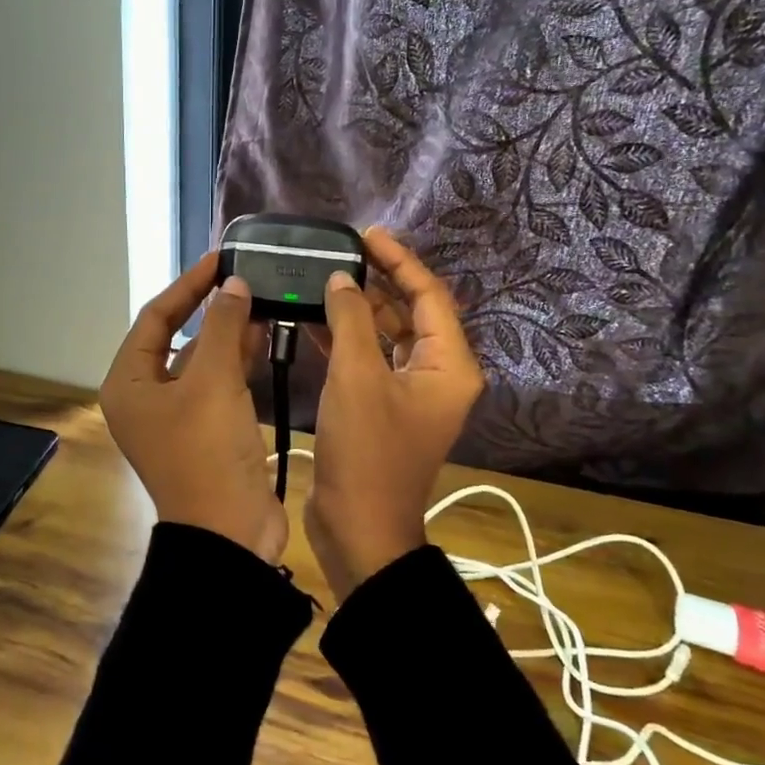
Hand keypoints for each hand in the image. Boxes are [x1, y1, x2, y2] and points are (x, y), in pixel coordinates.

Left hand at [101, 253, 287, 563]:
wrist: (229, 533)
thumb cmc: (208, 452)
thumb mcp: (212, 381)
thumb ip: (222, 326)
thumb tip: (233, 285)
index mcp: (129, 383)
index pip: (156, 317)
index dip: (188, 285)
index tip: (221, 260)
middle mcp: (145, 397)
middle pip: (177, 337)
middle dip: (211, 309)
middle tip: (245, 279)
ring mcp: (176, 416)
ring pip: (201, 360)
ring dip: (228, 334)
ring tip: (262, 302)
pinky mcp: (205, 431)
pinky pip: (218, 384)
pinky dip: (237, 362)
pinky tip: (264, 338)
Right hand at [304, 227, 483, 602]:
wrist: (359, 528)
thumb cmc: (367, 452)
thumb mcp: (357, 378)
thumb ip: (351, 321)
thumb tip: (342, 281)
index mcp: (448, 365)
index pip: (430, 296)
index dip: (400, 261)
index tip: (368, 235)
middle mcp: (437, 374)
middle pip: (411, 313)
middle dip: (379, 282)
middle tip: (343, 253)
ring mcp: (410, 393)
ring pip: (388, 336)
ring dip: (360, 310)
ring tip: (326, 280)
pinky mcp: (384, 408)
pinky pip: (370, 360)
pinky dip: (348, 340)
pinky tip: (316, 321)